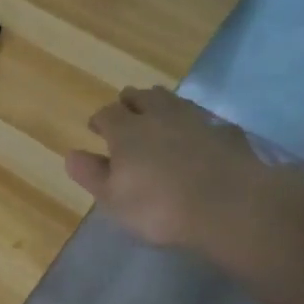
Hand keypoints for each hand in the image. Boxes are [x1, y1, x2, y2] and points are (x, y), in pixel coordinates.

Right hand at [66, 86, 262, 248]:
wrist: (231, 206)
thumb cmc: (160, 207)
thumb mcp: (114, 199)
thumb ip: (92, 175)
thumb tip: (72, 154)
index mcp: (126, 131)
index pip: (107, 114)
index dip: (100, 120)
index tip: (96, 129)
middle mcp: (159, 116)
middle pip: (141, 97)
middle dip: (130, 102)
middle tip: (127, 114)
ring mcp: (196, 120)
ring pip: (174, 101)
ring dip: (162, 105)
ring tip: (160, 117)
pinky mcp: (226, 132)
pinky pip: (205, 120)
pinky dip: (196, 125)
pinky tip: (199, 137)